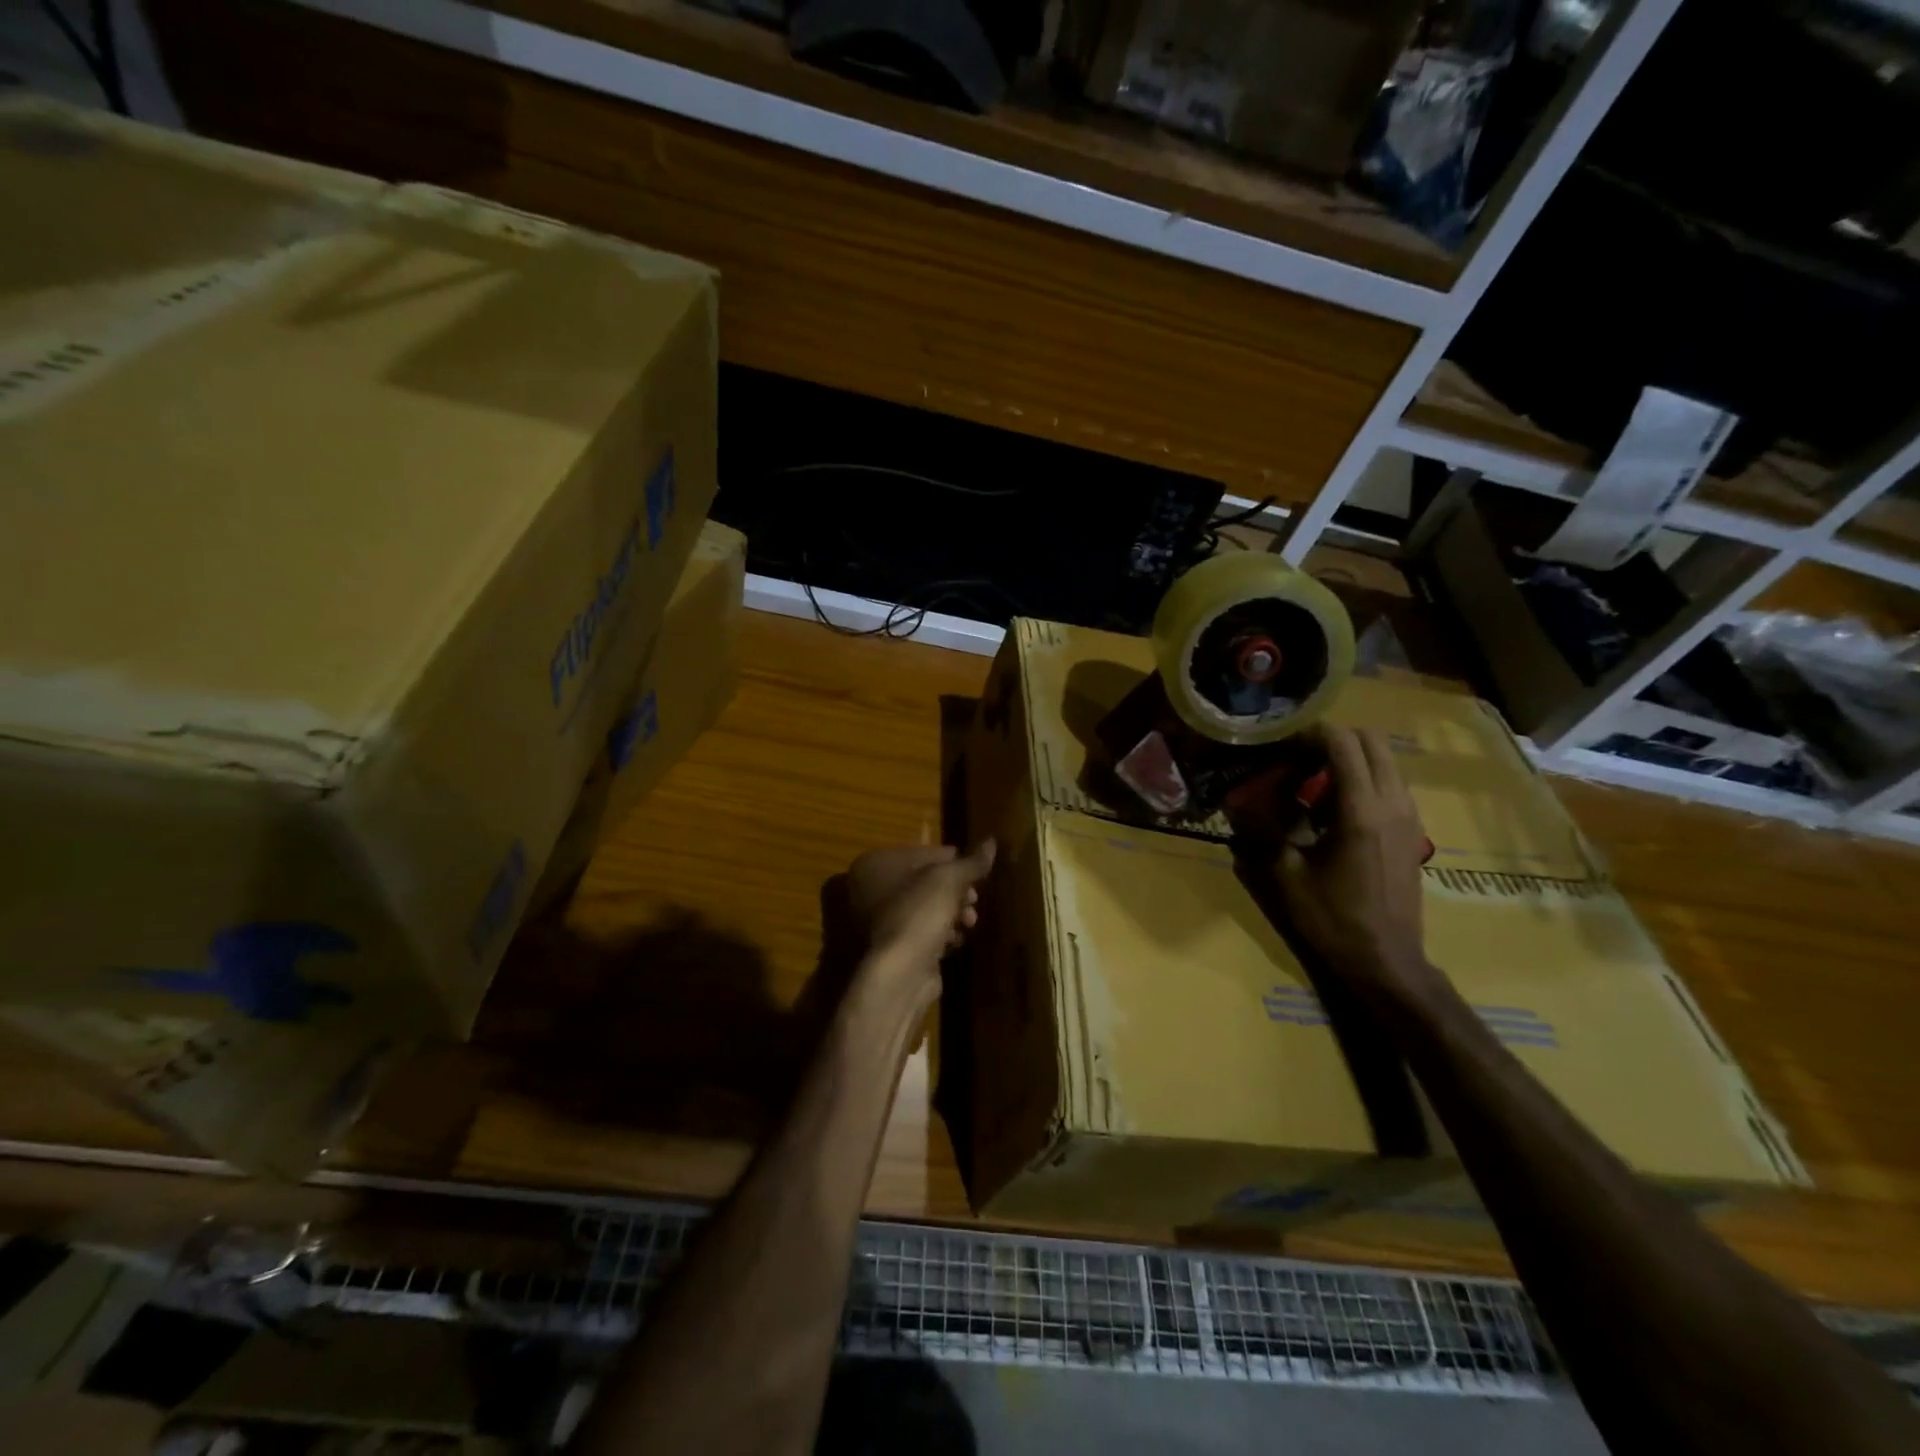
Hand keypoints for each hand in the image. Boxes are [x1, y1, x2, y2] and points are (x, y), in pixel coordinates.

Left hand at [843, 841, 995, 1004]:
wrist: (899, 972)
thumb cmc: (920, 911)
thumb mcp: (950, 880)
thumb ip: (972, 862)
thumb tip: (992, 842)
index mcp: (875, 863)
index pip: (922, 853)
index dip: (954, 861)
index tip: (978, 872)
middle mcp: (869, 888)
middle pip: (924, 881)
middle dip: (955, 890)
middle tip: (975, 900)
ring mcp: (877, 920)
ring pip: (924, 907)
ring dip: (952, 912)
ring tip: (970, 921)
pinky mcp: (890, 946)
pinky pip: (920, 930)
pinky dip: (940, 932)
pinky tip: (956, 939)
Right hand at [1277, 727, 1431, 998]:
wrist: (1385, 962)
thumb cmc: (1332, 919)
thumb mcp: (1286, 875)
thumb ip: (1261, 831)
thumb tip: (1234, 803)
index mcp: (1362, 811)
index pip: (1343, 744)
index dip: (1311, 734)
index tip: (1281, 743)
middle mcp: (1393, 804)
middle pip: (1372, 742)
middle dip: (1334, 739)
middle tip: (1298, 758)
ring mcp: (1409, 818)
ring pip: (1384, 762)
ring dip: (1349, 760)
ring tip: (1311, 783)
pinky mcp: (1413, 832)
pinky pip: (1389, 786)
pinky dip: (1362, 781)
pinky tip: (1331, 810)